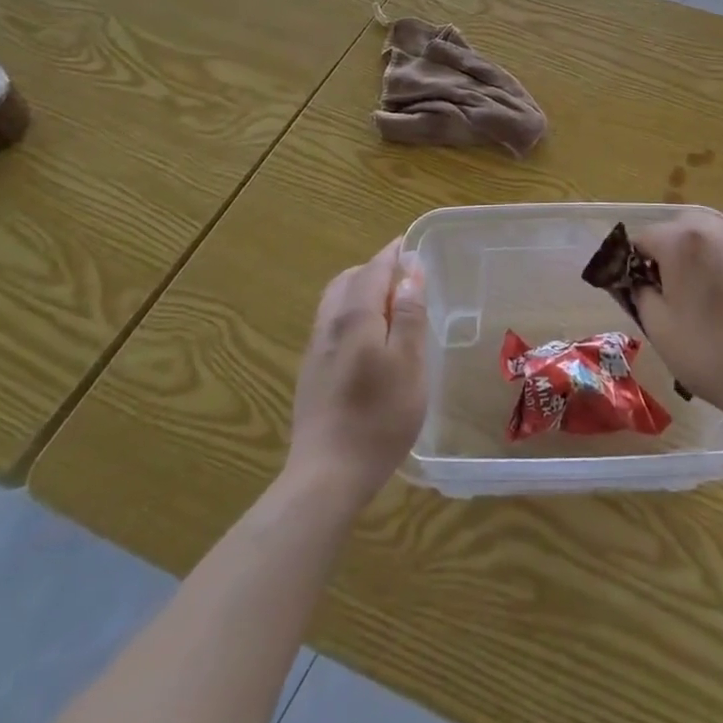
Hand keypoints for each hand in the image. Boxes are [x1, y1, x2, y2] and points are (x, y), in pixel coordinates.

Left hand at [286, 237, 427, 508]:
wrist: (327, 476)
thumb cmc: (379, 417)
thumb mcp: (409, 363)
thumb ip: (409, 314)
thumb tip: (410, 271)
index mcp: (354, 316)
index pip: (373, 269)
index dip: (394, 254)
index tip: (412, 245)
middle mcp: (329, 325)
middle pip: (348, 280)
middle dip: (375, 270)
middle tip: (404, 277)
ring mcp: (315, 351)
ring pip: (335, 303)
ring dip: (360, 292)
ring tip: (389, 306)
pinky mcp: (311, 374)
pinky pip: (331, 326)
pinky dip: (351, 315)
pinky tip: (368, 341)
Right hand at [631, 212, 722, 426]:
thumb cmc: (710, 353)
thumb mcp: (658, 327)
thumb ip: (640, 292)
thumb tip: (640, 281)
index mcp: (681, 240)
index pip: (643, 238)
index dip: (635, 265)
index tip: (640, 292)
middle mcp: (714, 228)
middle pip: (678, 228)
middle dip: (668, 252)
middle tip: (671, 291)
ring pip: (709, 235)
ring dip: (697, 254)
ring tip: (703, 293)